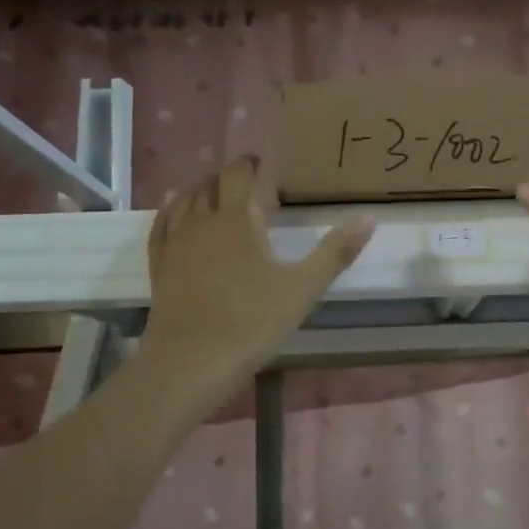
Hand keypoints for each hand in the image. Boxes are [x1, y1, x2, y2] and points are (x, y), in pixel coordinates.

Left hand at [141, 157, 371, 409]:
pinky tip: (177, 213)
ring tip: (222, 198)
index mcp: (238, 219)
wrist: (190, 362)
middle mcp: (202, 220)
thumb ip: (336, 251)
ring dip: (205, 191)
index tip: (271, 170)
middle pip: (213, 182)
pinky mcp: (159, 265)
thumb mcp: (303, 289)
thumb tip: (369, 217)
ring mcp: (175, 242)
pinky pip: (162, 224)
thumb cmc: (252, 323)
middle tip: (254, 188)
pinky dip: (173, 210)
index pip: (242, 174)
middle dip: (233, 178)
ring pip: (185, 199)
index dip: (255, 166)